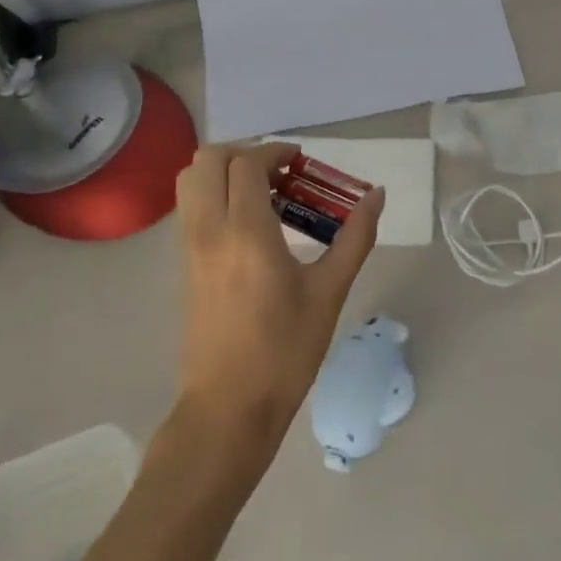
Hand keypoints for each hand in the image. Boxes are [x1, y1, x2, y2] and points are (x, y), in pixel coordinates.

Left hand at [173, 142, 384, 467]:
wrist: (228, 409)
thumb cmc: (284, 351)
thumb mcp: (329, 293)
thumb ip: (354, 238)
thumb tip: (376, 196)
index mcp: (246, 232)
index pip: (248, 164)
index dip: (275, 151)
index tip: (303, 162)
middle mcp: (209, 230)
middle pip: (208, 160)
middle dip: (245, 153)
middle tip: (282, 174)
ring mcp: (190, 248)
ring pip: (191, 181)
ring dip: (225, 172)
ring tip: (265, 194)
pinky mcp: (184, 266)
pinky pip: (191, 208)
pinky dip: (214, 195)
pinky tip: (251, 226)